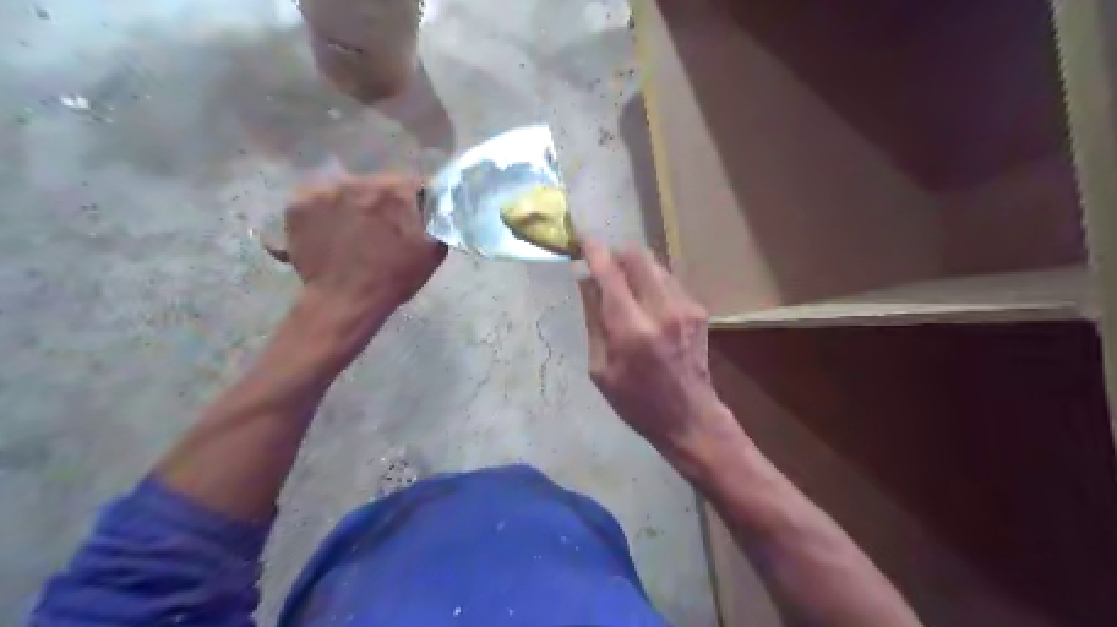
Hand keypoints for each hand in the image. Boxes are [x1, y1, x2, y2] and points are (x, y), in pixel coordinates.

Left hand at [274, 173, 445, 314]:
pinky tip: (330, 235)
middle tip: (381, 228)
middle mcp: (358, 181)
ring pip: (345, 190)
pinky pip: (316, 202)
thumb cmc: (393, 279)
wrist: (344, 302)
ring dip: (352, 205)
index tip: (413, 217)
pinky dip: (324, 214)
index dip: (415, 201)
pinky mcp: (297, 205)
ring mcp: (322, 192)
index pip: (412, 184)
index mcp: (395, 191)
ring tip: (353, 233)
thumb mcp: (432, 252)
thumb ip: (438, 222)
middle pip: (376, 184)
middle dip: (381, 203)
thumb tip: (438, 208)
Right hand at [582, 243, 729, 461]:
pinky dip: (651, 281)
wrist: (689, 417)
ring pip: (655, 263)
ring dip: (634, 266)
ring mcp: (684, 306)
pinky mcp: (698, 309)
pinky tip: (646, 302)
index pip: (608, 272)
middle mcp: (661, 309)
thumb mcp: (600, 367)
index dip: (592, 249)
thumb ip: (593, 318)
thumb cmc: (635, 401)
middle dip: (616, 252)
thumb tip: (584, 279)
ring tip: (623, 286)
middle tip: (602, 266)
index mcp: (630, 329)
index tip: (580, 237)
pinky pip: (668, 280)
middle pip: (637, 255)